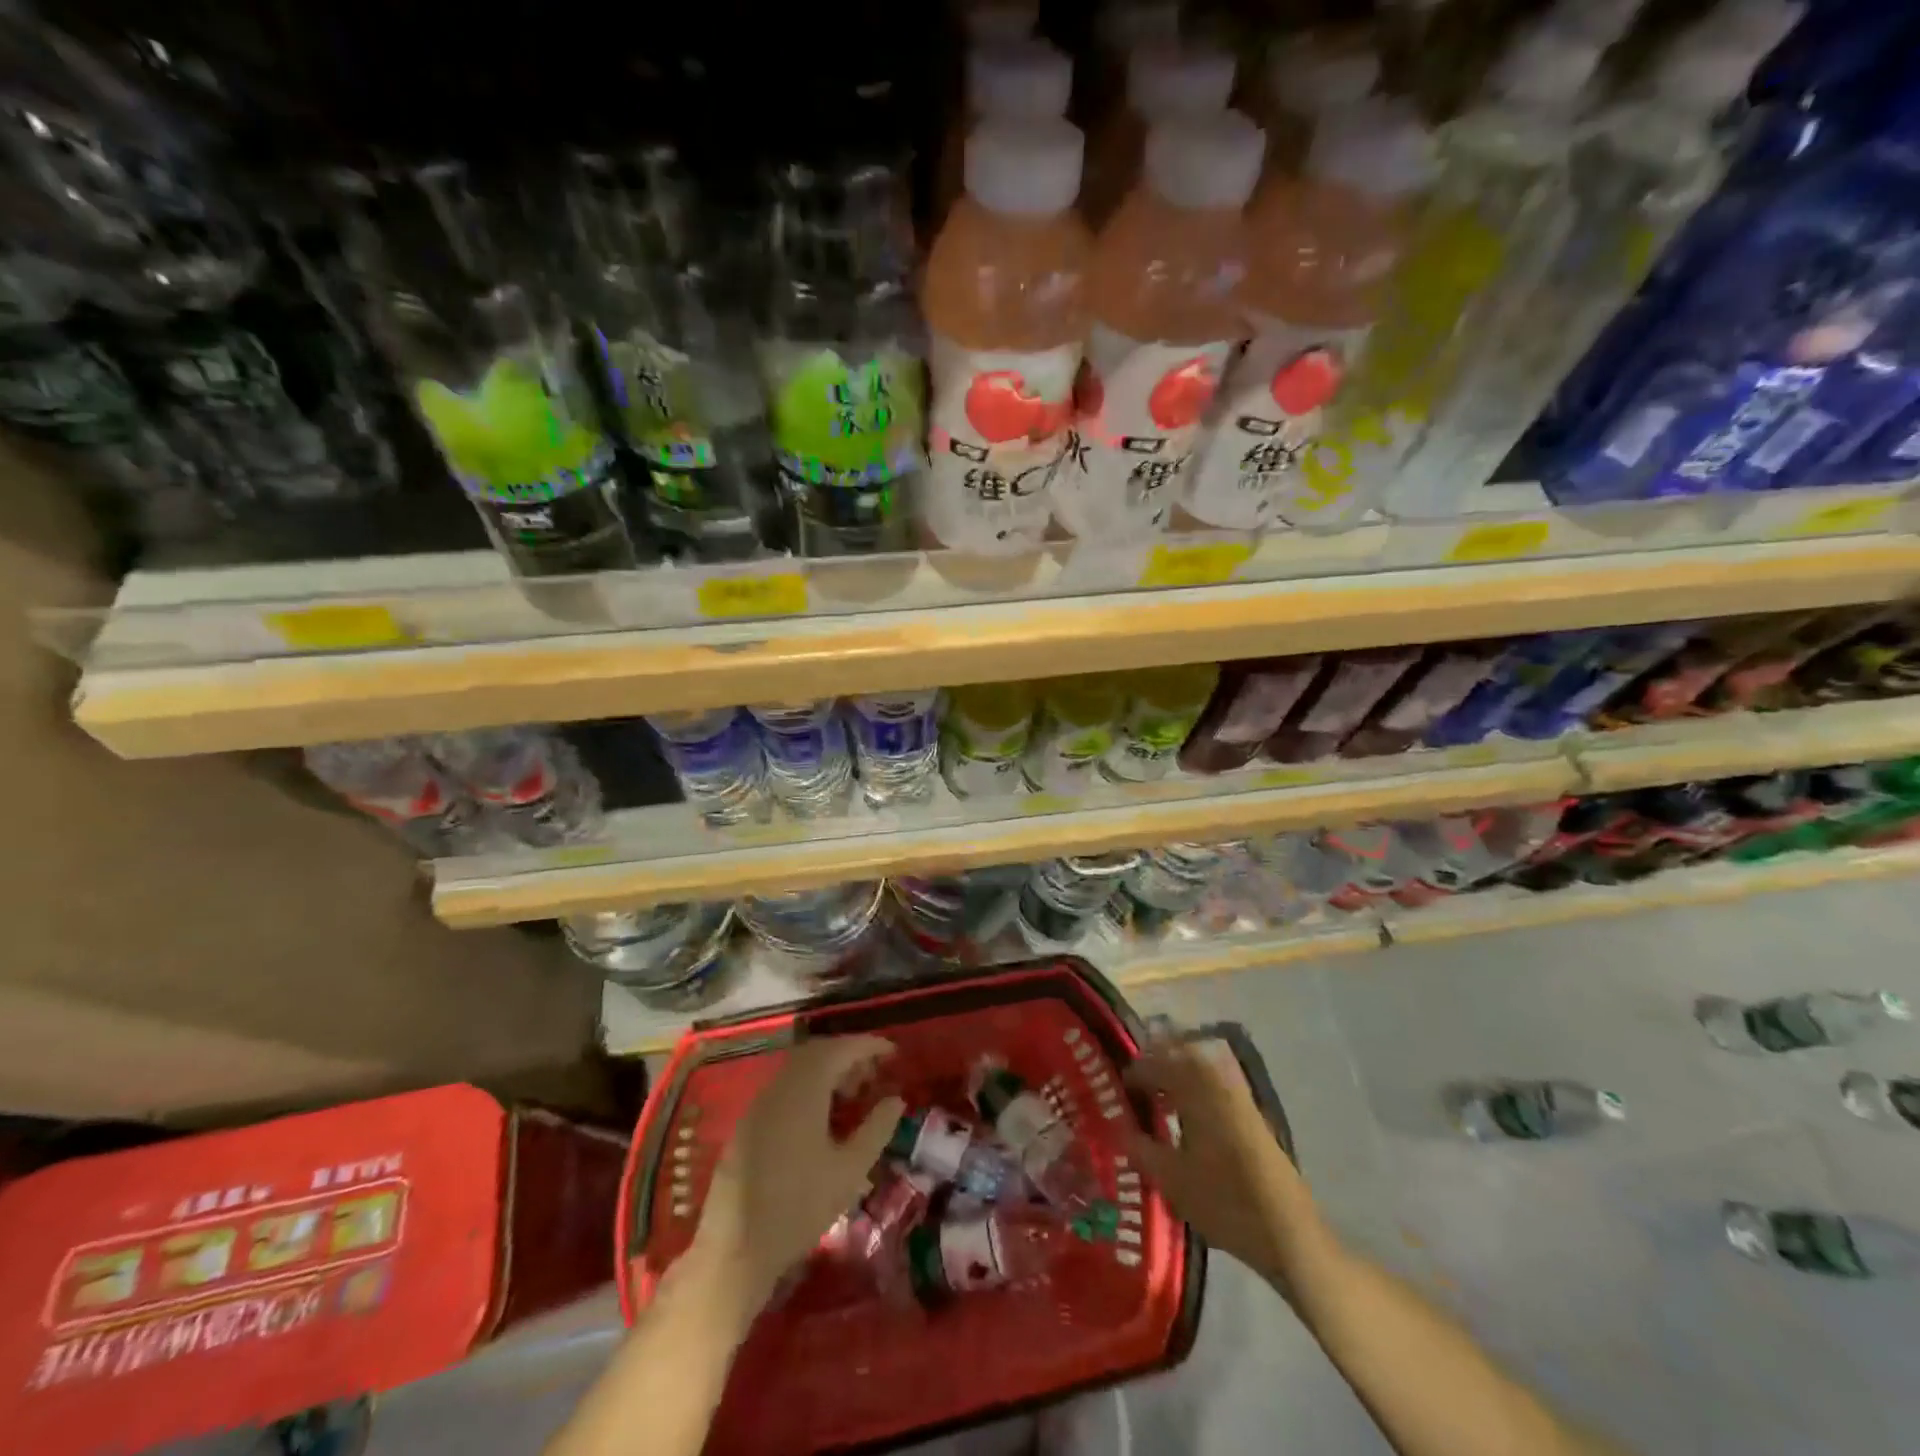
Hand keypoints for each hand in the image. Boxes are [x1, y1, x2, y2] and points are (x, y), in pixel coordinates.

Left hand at [692, 1034, 904, 1311]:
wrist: (734, 1251)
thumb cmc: (799, 1207)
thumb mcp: (850, 1170)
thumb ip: (876, 1128)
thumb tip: (896, 1099)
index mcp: (804, 1089)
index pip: (840, 1048)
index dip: (869, 1045)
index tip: (893, 1052)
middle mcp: (779, 1086)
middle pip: (817, 1052)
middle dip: (849, 1055)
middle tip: (875, 1074)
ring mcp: (759, 1103)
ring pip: (799, 1069)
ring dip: (828, 1071)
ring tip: (853, 1095)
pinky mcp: (748, 1123)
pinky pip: (785, 1087)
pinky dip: (809, 1087)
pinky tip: (822, 1116)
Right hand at [1124, 1040, 1333, 1295]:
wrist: (1288, 1231)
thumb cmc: (1225, 1201)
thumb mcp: (1171, 1179)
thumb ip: (1139, 1147)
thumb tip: (1117, 1126)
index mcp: (1195, 1087)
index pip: (1155, 1063)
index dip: (1133, 1073)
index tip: (1117, 1089)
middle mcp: (1217, 1080)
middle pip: (1180, 1053)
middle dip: (1156, 1063)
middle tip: (1136, 1086)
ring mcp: (1239, 1094)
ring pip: (1200, 1067)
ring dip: (1177, 1074)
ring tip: (1158, 1102)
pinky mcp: (1252, 1113)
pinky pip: (1215, 1083)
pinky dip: (1196, 1088)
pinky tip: (1187, 1119)